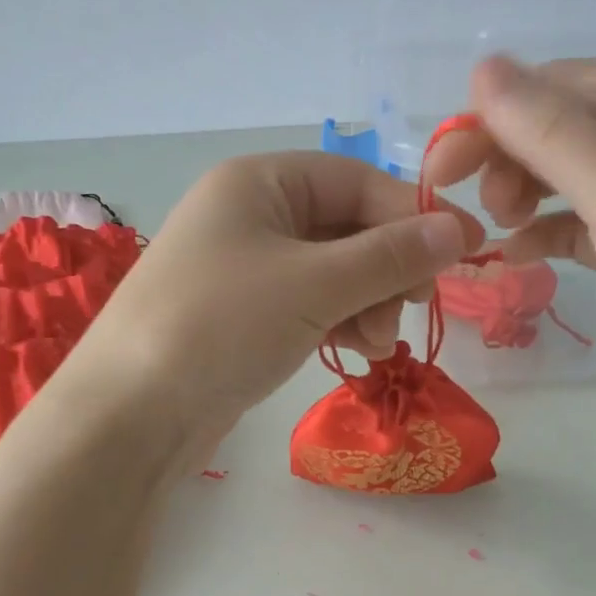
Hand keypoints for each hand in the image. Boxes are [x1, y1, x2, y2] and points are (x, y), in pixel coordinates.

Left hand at [76, 151, 482, 439]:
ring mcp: (244, 267)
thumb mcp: (314, 284)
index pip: (357, 180)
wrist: (130, 414)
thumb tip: (459, 230)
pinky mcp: (243, 314)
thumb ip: (390, 256)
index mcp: (259, 181)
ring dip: (367, 300)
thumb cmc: (221, 326)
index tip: (465, 251)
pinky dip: (339, 320)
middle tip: (413, 309)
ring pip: (332, 270)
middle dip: (387, 268)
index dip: (413, 214)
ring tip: (376, 343)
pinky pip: (309, 303)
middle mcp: (250, 214)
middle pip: (347, 226)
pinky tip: (355, 350)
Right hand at [424, 57, 595, 435]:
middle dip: (508, 156)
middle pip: (559, 128)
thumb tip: (482, 67)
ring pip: (562, 176)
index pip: (562, 86)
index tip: (445, 161)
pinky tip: (515, 253)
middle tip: (475, 204)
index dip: (498, 114)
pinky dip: (542, 232)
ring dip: (521, 192)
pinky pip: (574, 223)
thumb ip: (550, 132)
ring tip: (501, 226)